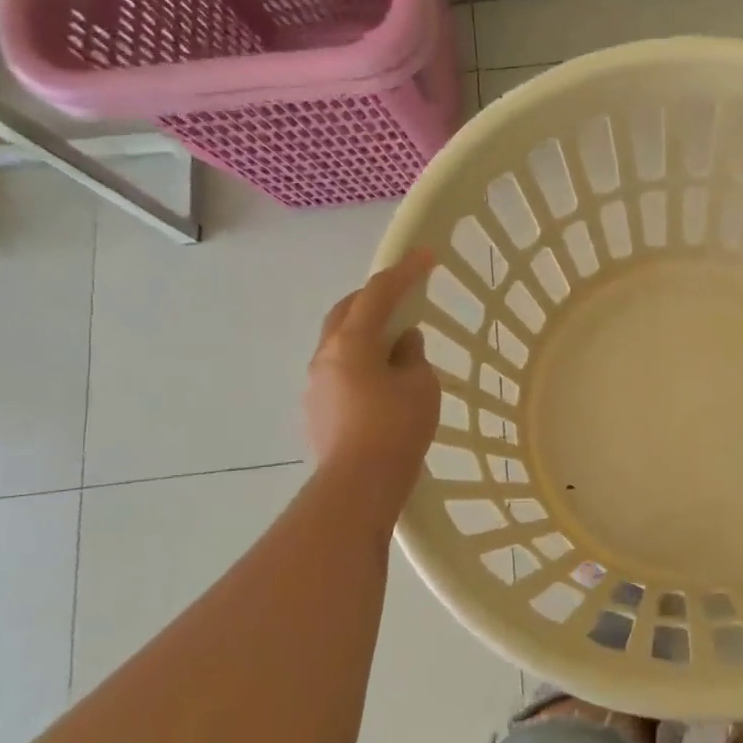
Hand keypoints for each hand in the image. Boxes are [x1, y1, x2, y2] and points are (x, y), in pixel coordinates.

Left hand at [306, 250, 441, 506]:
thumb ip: (412, 356)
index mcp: (351, 342)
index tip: (426, 256)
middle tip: (403, 296)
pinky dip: (361, 363)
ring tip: (396, 346)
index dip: (404, 272)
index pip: (378, 293)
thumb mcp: (420, 385)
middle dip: (374, 298)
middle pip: (347, 312)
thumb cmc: (396, 428)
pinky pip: (340, 371)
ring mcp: (315, 384)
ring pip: (340, 343)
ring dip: (366, 334)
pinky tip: (382, 383)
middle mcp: (325, 356)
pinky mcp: (316, 410)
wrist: (358, 485)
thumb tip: (402, 343)